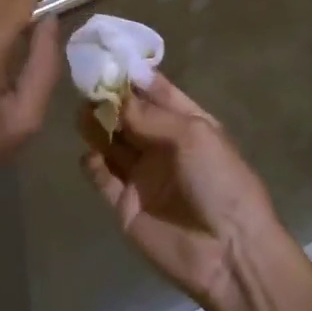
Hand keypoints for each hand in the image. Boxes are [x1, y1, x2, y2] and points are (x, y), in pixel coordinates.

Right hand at [81, 75, 284, 310]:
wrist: (229, 254)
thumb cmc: (220, 182)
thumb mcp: (193, 135)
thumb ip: (150, 115)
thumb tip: (115, 96)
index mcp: (188, 124)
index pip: (157, 92)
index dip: (134, 77)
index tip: (108, 56)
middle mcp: (163, 146)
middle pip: (130, 116)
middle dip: (109, 99)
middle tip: (86, 84)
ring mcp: (144, 176)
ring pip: (112, 143)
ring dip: (97, 126)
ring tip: (82, 112)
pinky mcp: (126, 205)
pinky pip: (103, 178)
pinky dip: (92, 164)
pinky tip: (88, 154)